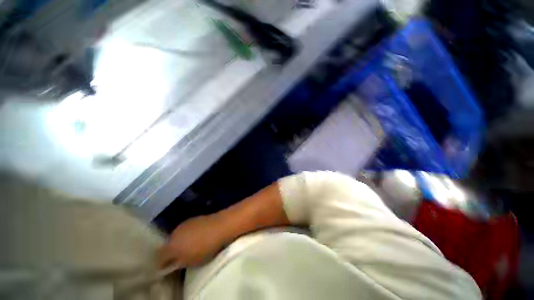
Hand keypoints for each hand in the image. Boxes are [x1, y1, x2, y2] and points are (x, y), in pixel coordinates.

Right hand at [159, 214, 226, 267]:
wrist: (220, 226)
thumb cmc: (205, 248)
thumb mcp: (191, 262)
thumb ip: (178, 263)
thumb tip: (171, 264)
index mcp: (171, 246)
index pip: (160, 257)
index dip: (163, 264)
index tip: (167, 268)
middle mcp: (174, 233)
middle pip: (168, 245)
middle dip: (172, 251)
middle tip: (179, 257)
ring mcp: (184, 224)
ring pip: (177, 236)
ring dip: (180, 241)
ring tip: (189, 246)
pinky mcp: (193, 218)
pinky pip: (186, 229)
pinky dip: (188, 234)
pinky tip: (196, 236)